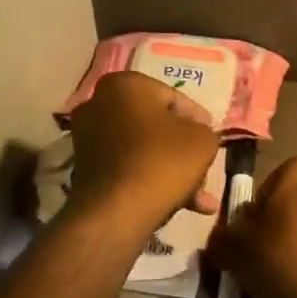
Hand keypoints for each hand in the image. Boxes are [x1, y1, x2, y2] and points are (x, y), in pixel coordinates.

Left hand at [68, 71, 220, 231]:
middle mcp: (99, 104)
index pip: (174, 98)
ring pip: (143, 149)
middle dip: (182, 149)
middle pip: (155, 125)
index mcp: (125, 84)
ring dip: (171, 169)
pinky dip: (151, 180)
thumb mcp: (202, 140)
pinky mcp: (84, 168)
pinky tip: (181, 204)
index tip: (211, 138)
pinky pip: (128, 167)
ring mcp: (87, 137)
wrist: (115, 212)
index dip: (198, 120)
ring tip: (200, 196)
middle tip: (203, 166)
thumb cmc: (162, 161)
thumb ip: (205, 130)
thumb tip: (197, 133)